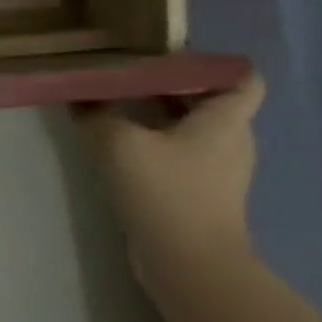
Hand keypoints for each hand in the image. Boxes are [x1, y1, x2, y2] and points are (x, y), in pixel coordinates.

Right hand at [78, 72, 264, 283]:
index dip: (211, 63)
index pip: (242, 77)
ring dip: (158, 116)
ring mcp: (217, 170)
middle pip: (208, 99)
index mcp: (226, 119)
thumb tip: (79, 98)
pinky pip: (179, 154)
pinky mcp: (199, 194)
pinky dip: (154, 144)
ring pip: (190, 128)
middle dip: (169, 85)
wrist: (188, 263)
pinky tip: (120, 148)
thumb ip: (96, 114)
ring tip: (116, 107)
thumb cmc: (166, 192)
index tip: (167, 57)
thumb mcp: (118, 144)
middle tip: (126, 76)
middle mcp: (231, 140)